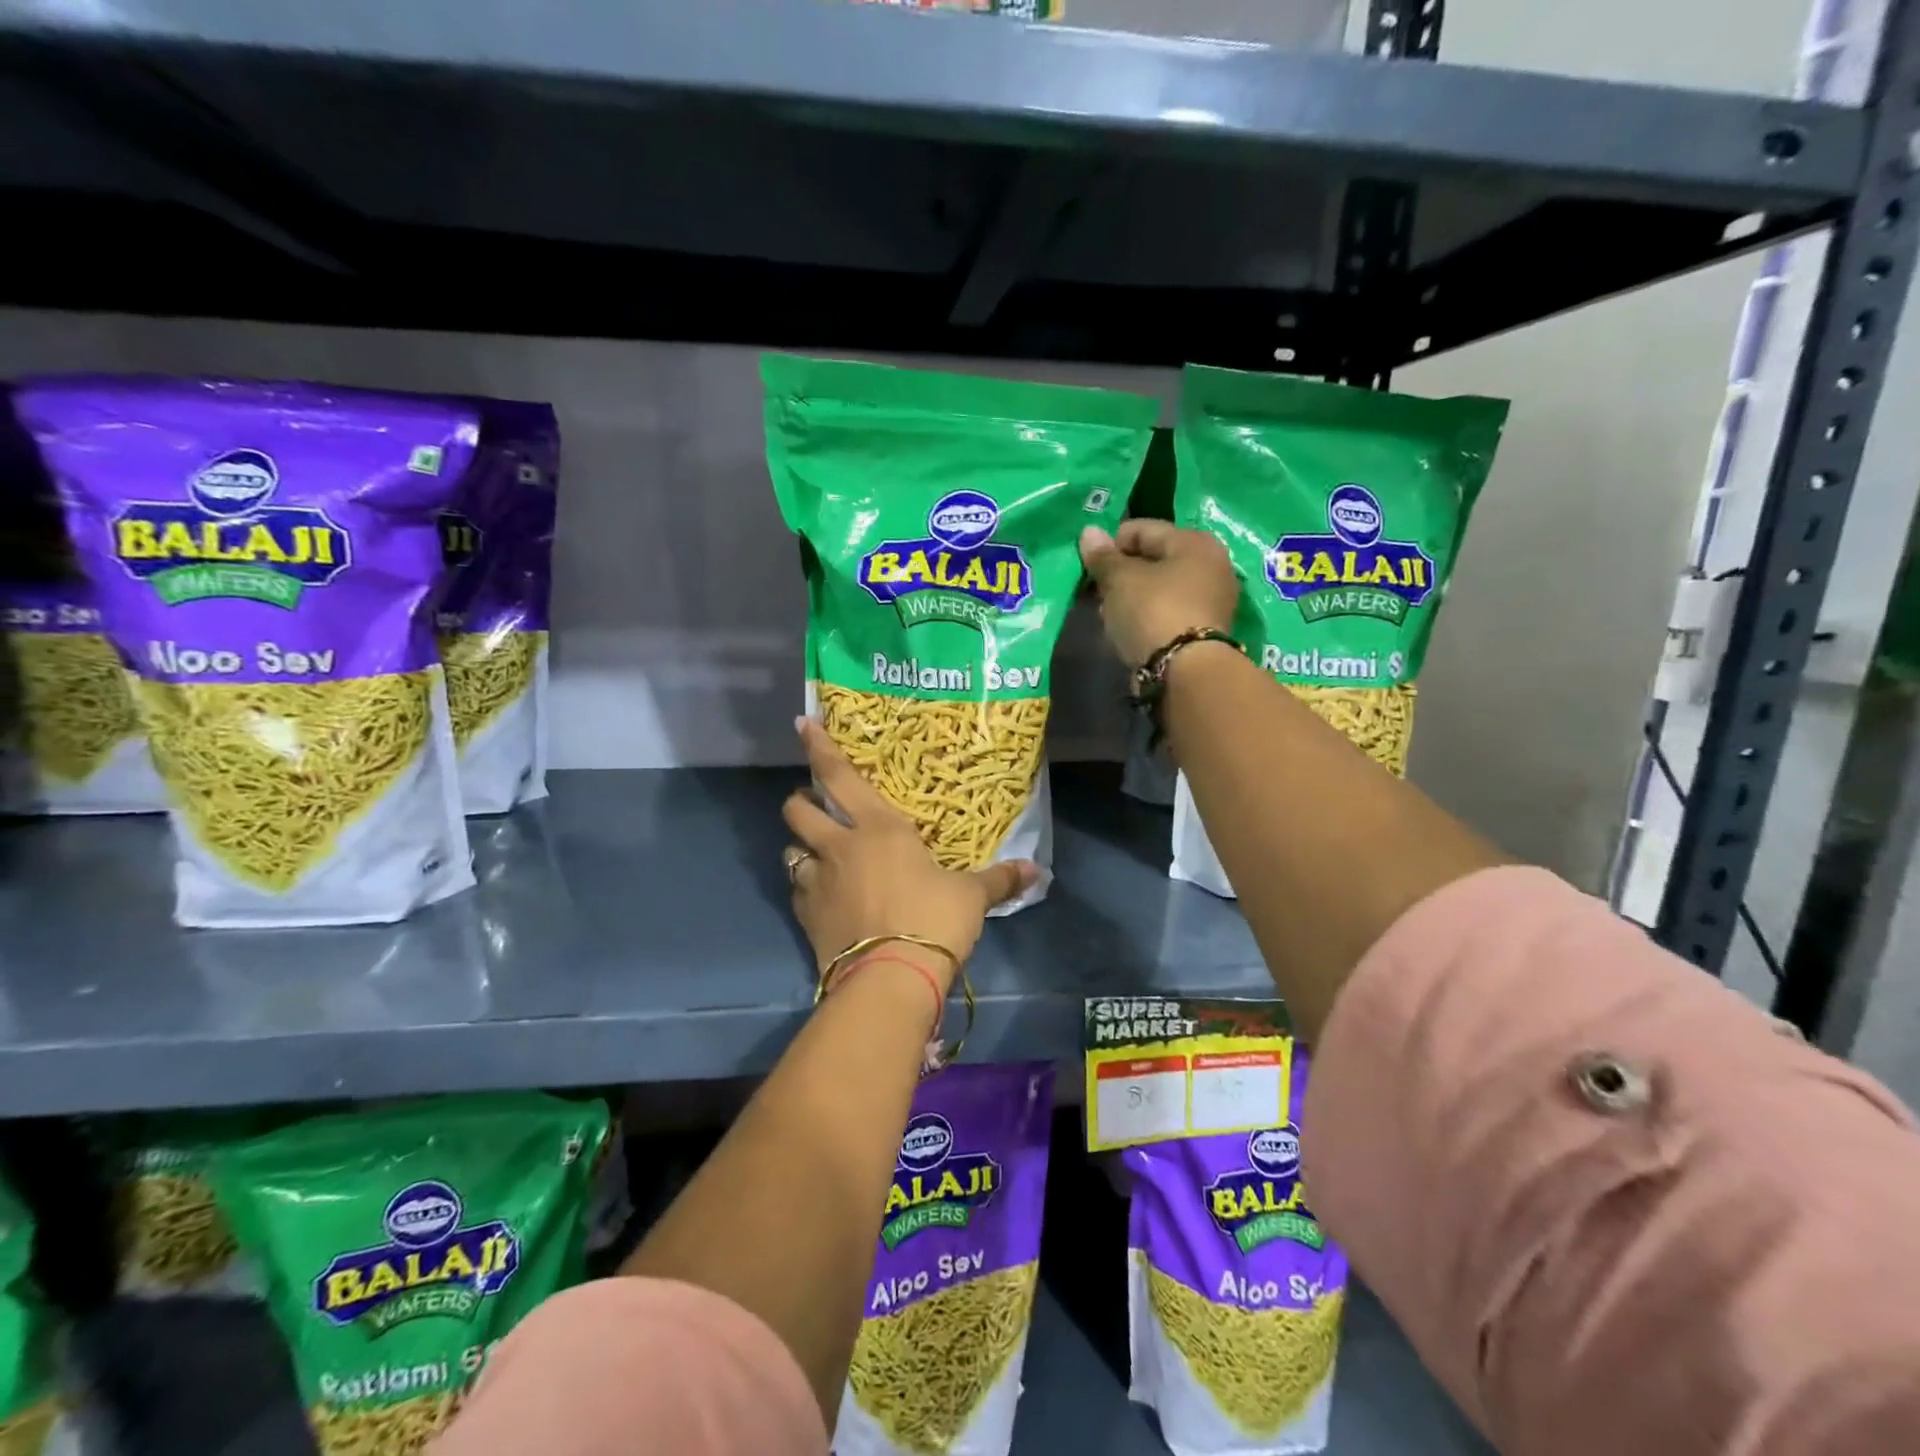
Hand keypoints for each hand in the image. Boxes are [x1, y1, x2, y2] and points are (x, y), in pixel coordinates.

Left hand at [783, 718, 1037, 986]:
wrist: (890, 979)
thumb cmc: (932, 920)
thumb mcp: (971, 897)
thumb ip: (999, 879)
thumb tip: (1036, 871)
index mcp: (878, 828)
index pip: (839, 775)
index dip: (819, 747)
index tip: (803, 724)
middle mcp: (839, 846)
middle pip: (798, 810)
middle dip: (801, 801)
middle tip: (815, 804)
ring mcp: (816, 882)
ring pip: (789, 850)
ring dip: (800, 848)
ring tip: (817, 854)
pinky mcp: (806, 917)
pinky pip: (797, 892)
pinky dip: (805, 888)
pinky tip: (822, 898)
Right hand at [1079, 521, 1238, 668]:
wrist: (1186, 672)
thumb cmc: (1152, 612)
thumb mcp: (1119, 580)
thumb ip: (1102, 557)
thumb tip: (1089, 532)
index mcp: (1194, 541)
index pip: (1142, 529)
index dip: (1111, 545)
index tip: (1090, 568)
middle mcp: (1212, 564)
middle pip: (1155, 559)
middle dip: (1123, 573)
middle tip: (1099, 593)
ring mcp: (1213, 599)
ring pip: (1161, 588)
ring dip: (1134, 597)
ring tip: (1110, 615)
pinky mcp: (1207, 629)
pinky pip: (1169, 611)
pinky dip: (1148, 616)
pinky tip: (1129, 631)